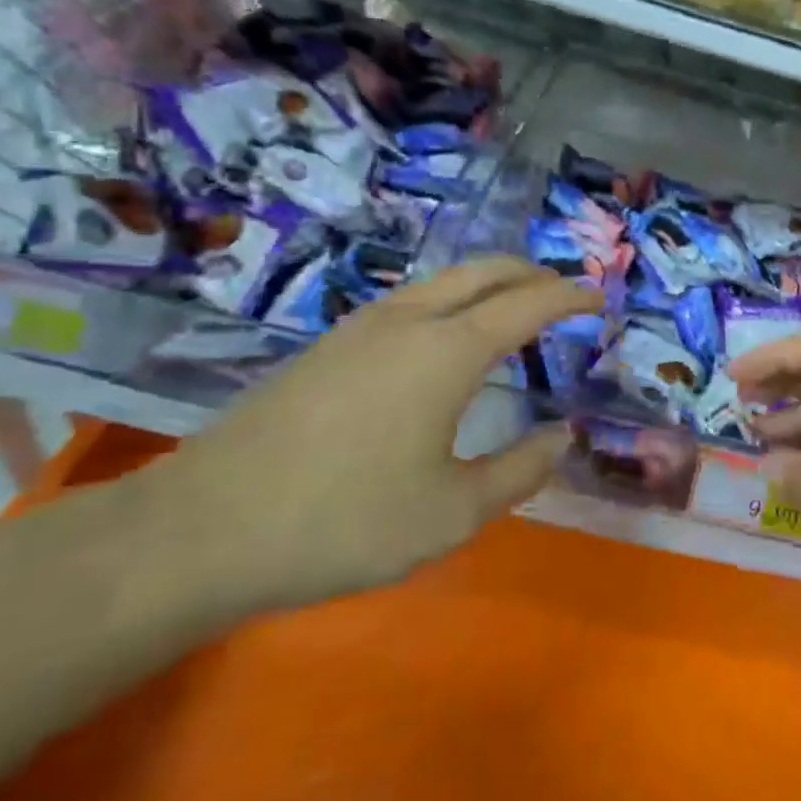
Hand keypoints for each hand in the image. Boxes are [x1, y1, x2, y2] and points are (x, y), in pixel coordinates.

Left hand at [153, 258, 599, 611]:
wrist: (201, 530)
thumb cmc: (344, 521)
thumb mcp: (452, 512)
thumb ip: (520, 470)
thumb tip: (563, 435)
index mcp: (448, 350)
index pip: (528, 303)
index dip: (570, 296)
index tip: (599, 299)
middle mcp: (409, 320)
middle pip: (484, 270)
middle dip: (531, 273)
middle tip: (563, 293)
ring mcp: (361, 327)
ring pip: (442, 280)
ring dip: (488, 282)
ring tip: (512, 309)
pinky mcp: (328, 345)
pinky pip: (410, 300)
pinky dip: (451, 300)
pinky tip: (444, 338)